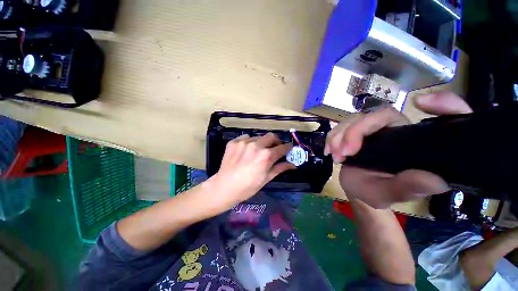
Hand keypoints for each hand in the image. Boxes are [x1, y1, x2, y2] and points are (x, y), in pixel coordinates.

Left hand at [209, 133, 294, 208]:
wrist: (224, 187)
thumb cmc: (248, 187)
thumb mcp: (266, 179)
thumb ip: (280, 168)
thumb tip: (293, 165)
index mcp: (266, 156)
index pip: (282, 147)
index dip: (288, 147)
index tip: (289, 147)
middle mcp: (256, 145)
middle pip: (271, 136)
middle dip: (276, 141)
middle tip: (274, 148)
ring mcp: (244, 142)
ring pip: (258, 137)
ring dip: (261, 143)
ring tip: (257, 151)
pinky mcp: (234, 142)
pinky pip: (246, 138)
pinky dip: (249, 142)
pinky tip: (246, 151)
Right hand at [326, 92, 472, 208]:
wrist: (355, 189)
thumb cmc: (376, 193)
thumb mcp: (390, 194)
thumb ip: (407, 188)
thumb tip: (435, 180)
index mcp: (415, 143)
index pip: (437, 117)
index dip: (443, 103)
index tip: (422, 102)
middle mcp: (397, 131)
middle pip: (378, 115)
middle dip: (355, 132)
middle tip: (345, 153)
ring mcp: (374, 130)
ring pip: (355, 119)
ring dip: (339, 136)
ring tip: (336, 157)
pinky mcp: (356, 131)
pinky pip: (341, 126)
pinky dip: (332, 137)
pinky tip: (329, 151)